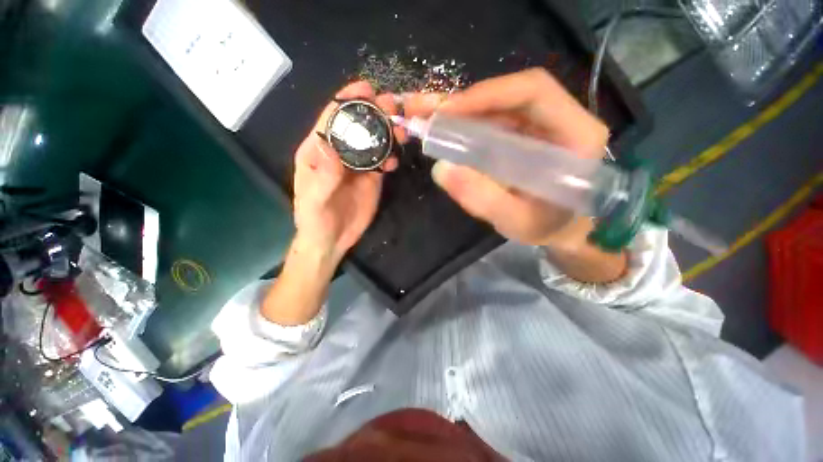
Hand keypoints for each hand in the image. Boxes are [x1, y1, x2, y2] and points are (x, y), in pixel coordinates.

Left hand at [292, 81, 403, 262]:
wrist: (332, 240)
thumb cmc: (315, 221)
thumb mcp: (314, 201)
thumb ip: (323, 175)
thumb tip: (329, 145)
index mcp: (318, 151)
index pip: (332, 119)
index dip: (347, 101)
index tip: (367, 88)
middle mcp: (339, 153)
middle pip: (357, 126)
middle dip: (374, 113)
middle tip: (393, 107)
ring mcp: (357, 165)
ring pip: (373, 141)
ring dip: (387, 133)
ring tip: (401, 131)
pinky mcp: (371, 178)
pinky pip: (382, 161)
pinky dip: (390, 156)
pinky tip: (395, 161)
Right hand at [402, 69, 608, 248]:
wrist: (557, 229)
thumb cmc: (544, 227)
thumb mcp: (514, 221)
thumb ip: (482, 198)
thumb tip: (441, 169)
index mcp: (576, 134)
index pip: (533, 92)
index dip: (488, 94)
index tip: (448, 112)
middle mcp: (563, 119)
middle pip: (513, 93)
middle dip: (469, 102)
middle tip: (431, 115)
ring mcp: (542, 124)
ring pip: (500, 105)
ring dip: (464, 112)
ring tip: (432, 123)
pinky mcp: (525, 134)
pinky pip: (495, 121)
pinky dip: (469, 124)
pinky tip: (448, 133)